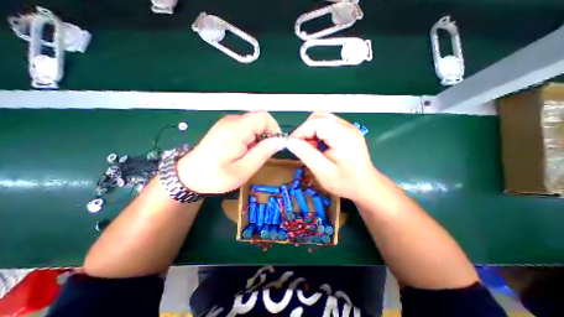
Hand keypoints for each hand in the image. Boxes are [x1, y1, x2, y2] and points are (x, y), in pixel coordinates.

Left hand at [176, 113, 283, 194]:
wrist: (189, 176)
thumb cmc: (216, 176)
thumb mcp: (244, 170)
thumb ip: (263, 153)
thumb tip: (280, 141)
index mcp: (237, 129)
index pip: (265, 117)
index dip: (274, 129)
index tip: (273, 146)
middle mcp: (232, 121)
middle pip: (260, 119)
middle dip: (266, 135)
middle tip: (260, 153)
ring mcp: (227, 122)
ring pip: (254, 123)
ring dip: (259, 137)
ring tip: (251, 154)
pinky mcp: (225, 126)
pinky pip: (246, 126)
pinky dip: (251, 137)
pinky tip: (244, 150)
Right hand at [287, 111, 377, 200]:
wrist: (365, 186)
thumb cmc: (346, 183)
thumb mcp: (323, 173)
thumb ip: (306, 155)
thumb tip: (291, 142)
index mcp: (344, 136)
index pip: (316, 123)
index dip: (300, 131)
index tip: (291, 145)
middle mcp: (347, 127)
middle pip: (318, 117)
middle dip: (305, 130)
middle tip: (301, 147)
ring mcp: (348, 127)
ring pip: (321, 119)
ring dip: (310, 131)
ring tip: (310, 148)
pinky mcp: (346, 131)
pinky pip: (326, 125)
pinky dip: (317, 133)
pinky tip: (318, 146)